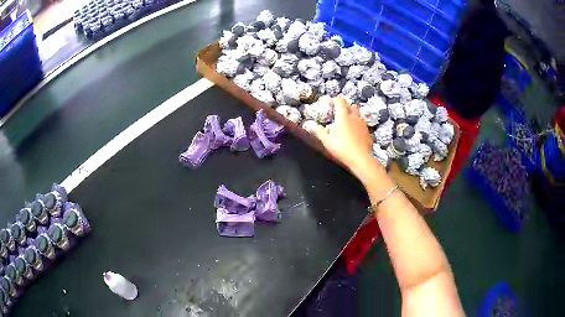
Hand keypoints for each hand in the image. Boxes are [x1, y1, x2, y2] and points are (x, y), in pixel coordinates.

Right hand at [304, 96, 377, 174]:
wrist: (361, 158)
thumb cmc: (342, 148)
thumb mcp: (327, 141)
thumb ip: (319, 131)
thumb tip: (309, 125)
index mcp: (343, 116)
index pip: (339, 101)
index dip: (334, 99)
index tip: (329, 101)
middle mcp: (354, 117)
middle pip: (351, 105)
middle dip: (345, 105)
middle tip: (338, 110)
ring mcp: (363, 124)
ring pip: (358, 114)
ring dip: (353, 113)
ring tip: (347, 120)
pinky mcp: (368, 132)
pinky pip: (363, 124)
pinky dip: (358, 124)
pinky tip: (355, 132)